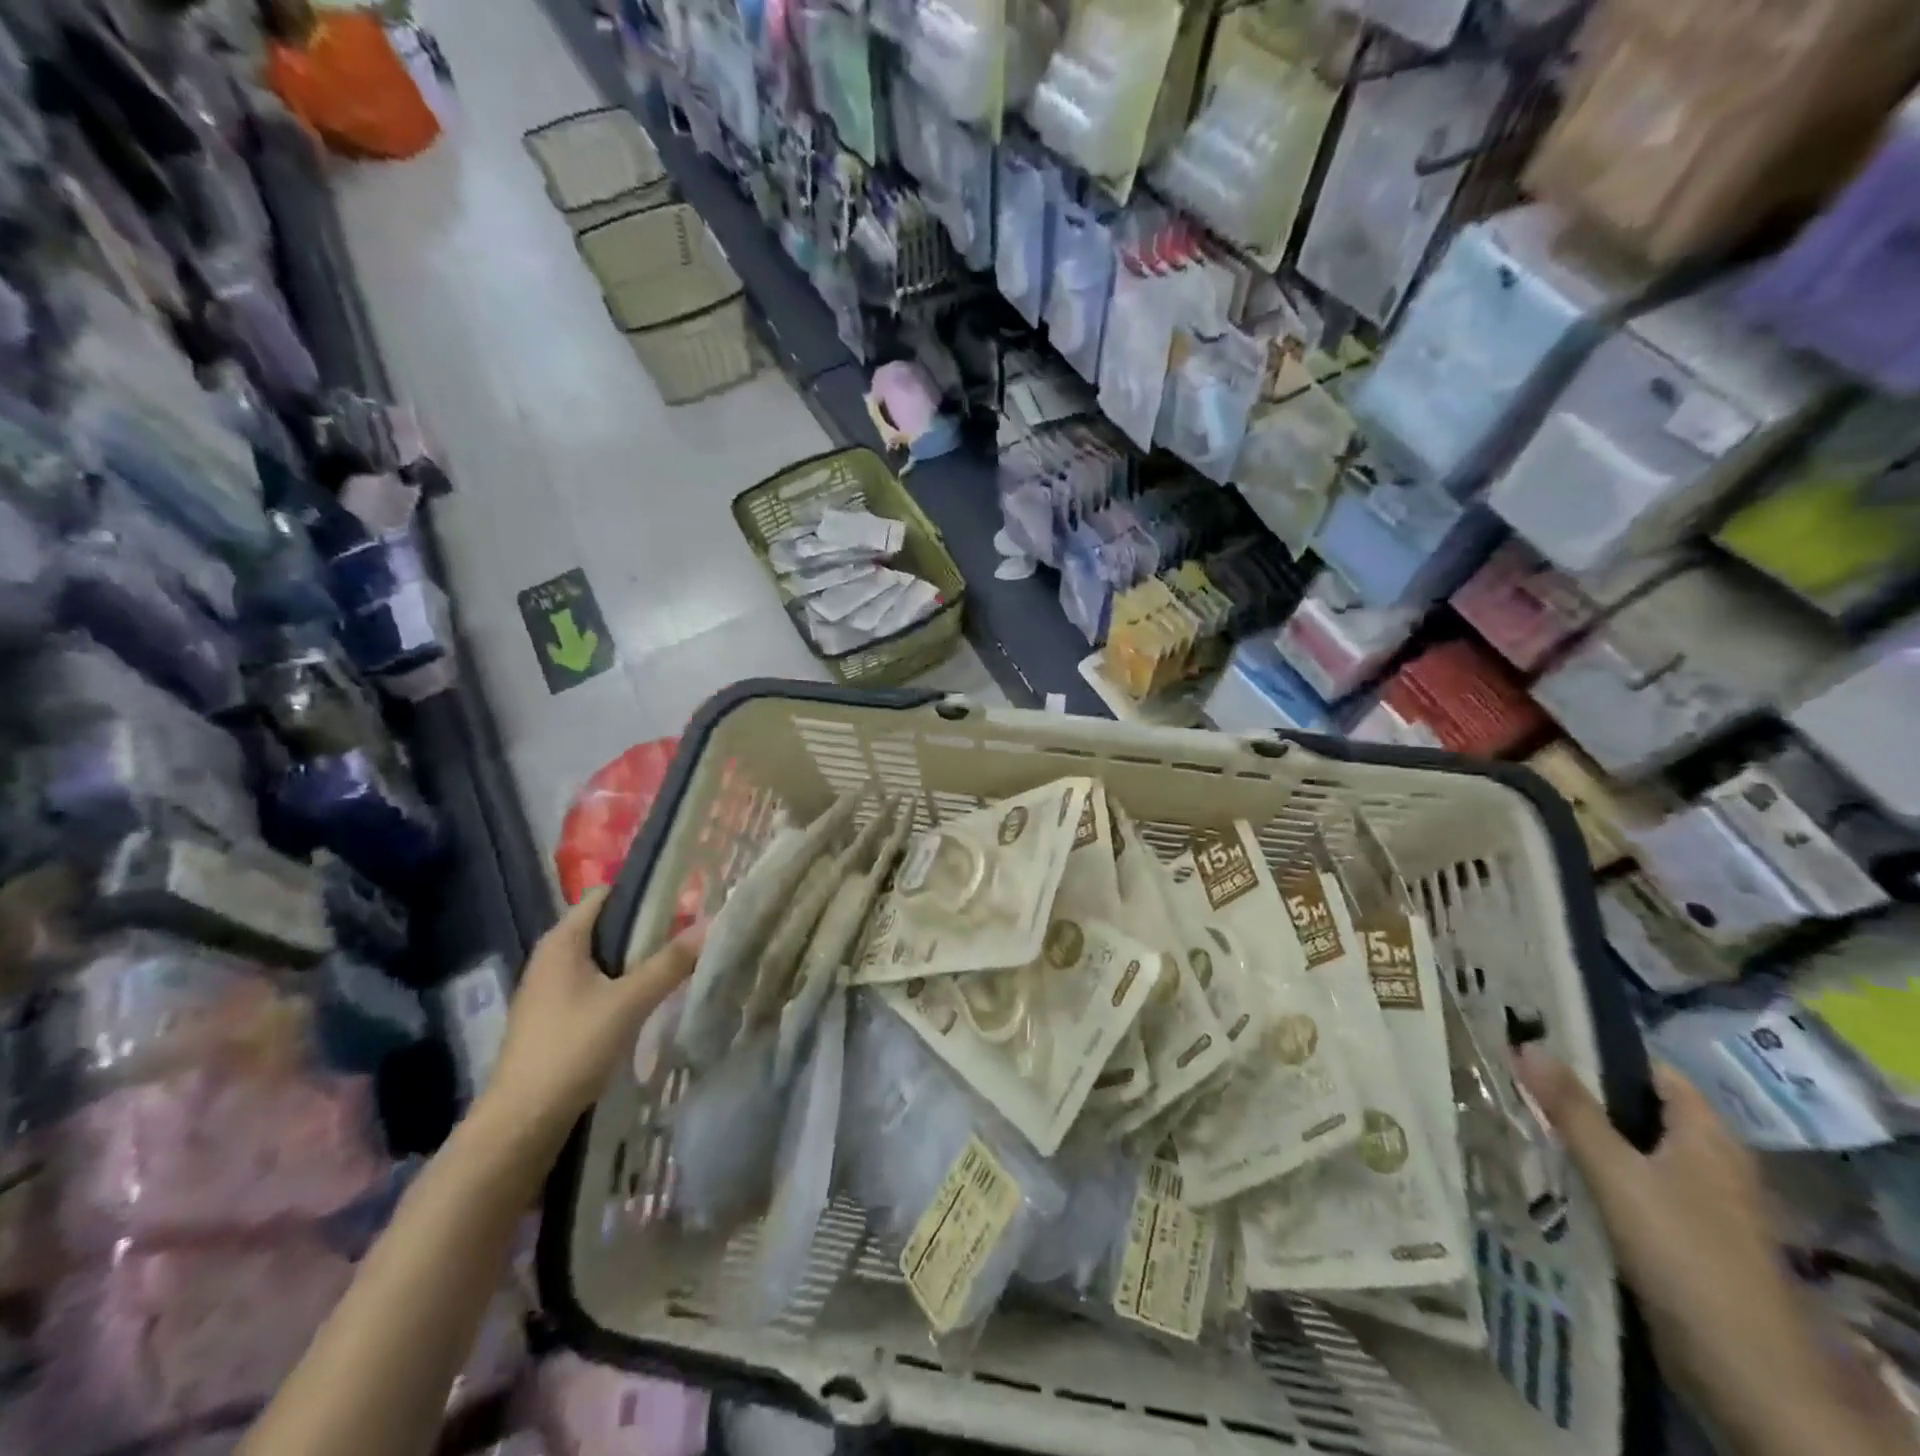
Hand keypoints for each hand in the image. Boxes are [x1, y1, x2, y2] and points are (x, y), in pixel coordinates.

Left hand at [477, 891, 703, 1149]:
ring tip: (677, 962)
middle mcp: (552, 957)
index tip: (683, 898)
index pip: (606, 894)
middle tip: (690, 932)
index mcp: (562, 941)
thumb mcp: (629, 1002)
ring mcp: (550, 989)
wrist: (522, 1122)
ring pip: (603, 958)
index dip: (644, 892)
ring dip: (637, 958)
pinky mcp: (555, 1017)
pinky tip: (648, 998)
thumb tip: (711, 924)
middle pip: (606, 926)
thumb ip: (670, 963)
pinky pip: (596, 984)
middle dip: (647, 927)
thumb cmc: (572, 1048)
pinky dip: (623, 983)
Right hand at [1514, 1051, 1860, 1455]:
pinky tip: (1554, 1173)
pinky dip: (1596, 1174)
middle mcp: (1710, 1162)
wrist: (1746, 1371)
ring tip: (1521, 1114)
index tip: (1540, 1036)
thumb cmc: (1684, 1252)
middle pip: (1638, 1110)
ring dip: (1584, 1136)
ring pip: (1632, 1150)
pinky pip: (1633, 1186)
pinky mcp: (1685, 1238)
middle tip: (1516, 1073)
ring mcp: (1701, 1204)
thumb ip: (1571, 1109)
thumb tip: (1524, 1041)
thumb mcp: (1616, 1173)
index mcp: (1708, 1136)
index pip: (1651, 1071)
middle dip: (1581, 1093)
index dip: (1599, 1050)